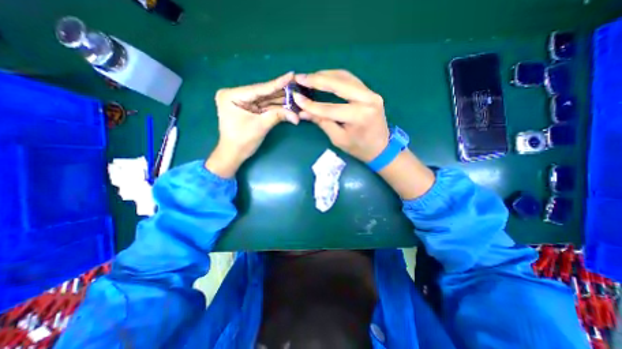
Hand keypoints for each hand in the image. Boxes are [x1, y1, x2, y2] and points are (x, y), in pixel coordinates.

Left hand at [206, 73, 299, 177]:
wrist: (234, 154)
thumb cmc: (242, 141)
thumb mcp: (260, 126)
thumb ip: (277, 116)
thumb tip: (296, 115)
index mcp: (232, 95)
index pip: (260, 89)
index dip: (277, 83)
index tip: (291, 75)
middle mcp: (236, 95)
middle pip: (263, 93)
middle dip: (281, 92)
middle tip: (296, 85)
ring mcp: (242, 102)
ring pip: (265, 100)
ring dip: (280, 100)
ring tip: (295, 95)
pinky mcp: (248, 109)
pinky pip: (264, 106)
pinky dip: (276, 107)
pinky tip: (288, 104)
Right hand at [292, 71, 386, 164]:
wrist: (381, 148)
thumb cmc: (359, 148)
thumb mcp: (339, 139)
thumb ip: (322, 122)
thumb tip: (303, 112)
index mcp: (360, 116)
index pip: (330, 108)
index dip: (311, 104)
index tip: (296, 98)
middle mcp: (368, 100)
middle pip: (339, 84)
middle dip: (317, 80)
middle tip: (300, 77)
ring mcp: (371, 93)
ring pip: (345, 77)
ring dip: (326, 75)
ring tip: (310, 77)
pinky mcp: (370, 92)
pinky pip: (351, 80)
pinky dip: (336, 77)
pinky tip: (325, 78)